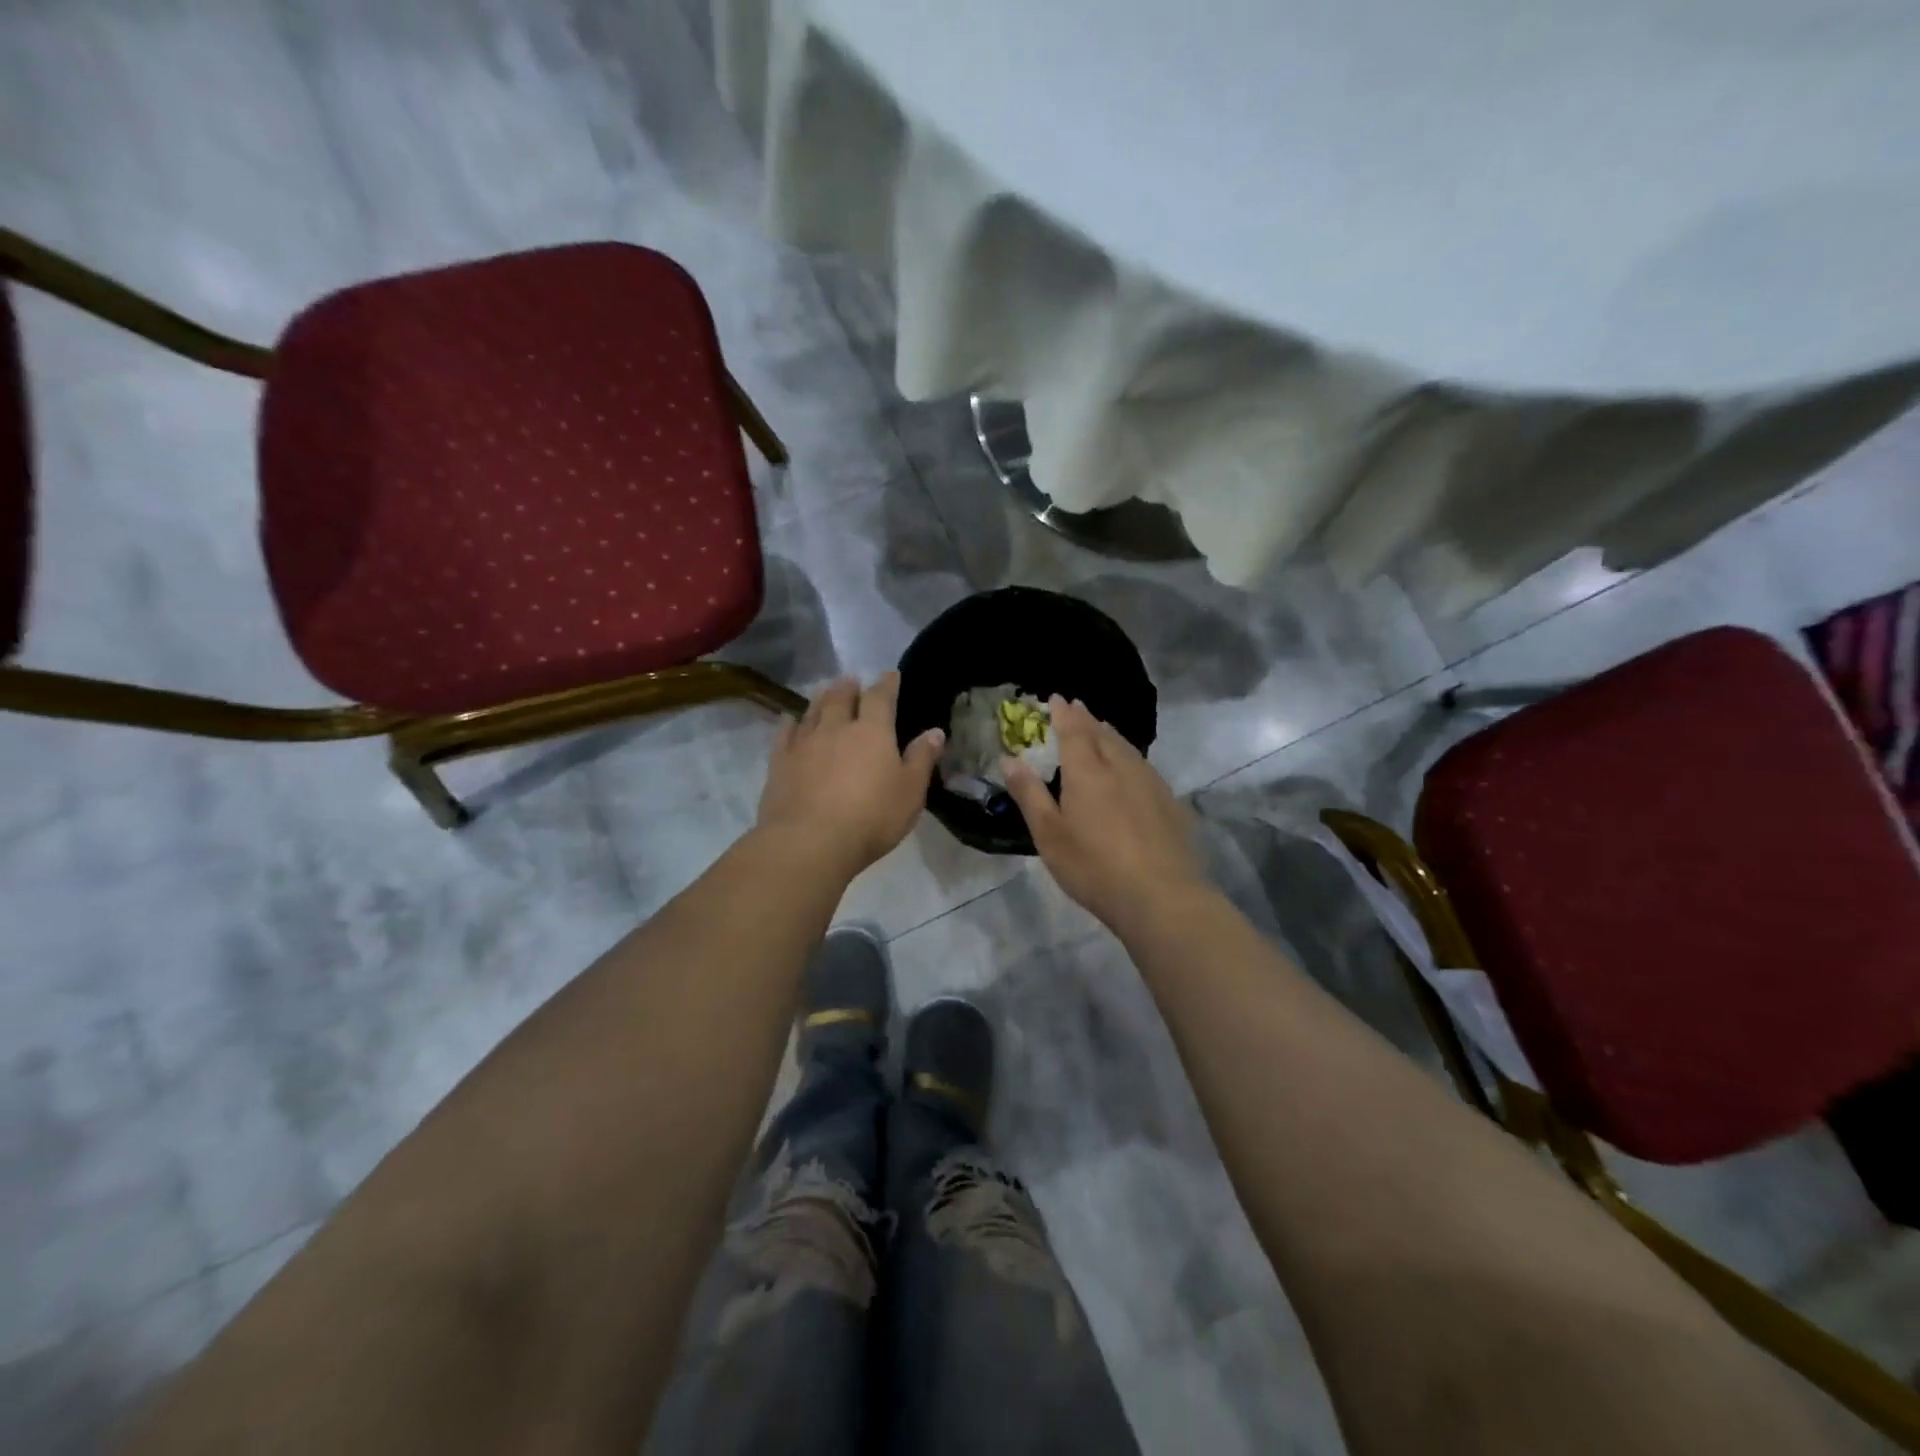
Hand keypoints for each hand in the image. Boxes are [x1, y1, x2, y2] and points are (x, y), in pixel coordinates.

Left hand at [757, 673, 944, 876]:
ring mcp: (804, 743)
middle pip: (841, 697)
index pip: (880, 698)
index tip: (890, 675)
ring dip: (821, 698)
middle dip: (849, 687)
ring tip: (825, 691)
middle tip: (851, 681)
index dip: (886, 684)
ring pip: (813, 710)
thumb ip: (921, 759)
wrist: (809, 842)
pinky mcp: (779, 762)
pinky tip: (790, 721)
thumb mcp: (910, 792)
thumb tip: (935, 731)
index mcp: (872, 732)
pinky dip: (790, 723)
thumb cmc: (871, 818)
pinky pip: (785, 733)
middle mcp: (836, 728)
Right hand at [1003, 697, 1207, 934]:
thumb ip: (1029, 794)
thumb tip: (1009, 759)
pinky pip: (1144, 766)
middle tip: (1076, 708)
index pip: (1073, 729)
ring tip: (1101, 729)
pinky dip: (1129, 756)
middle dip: (1086, 718)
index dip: (1063, 713)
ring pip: (1127, 747)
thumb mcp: (1049, 835)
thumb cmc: (1094, 867)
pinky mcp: (1170, 802)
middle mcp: (1120, 766)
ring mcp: (1150, 782)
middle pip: (1102, 733)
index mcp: (1087, 771)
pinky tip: (1130, 769)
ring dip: (1110, 734)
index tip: (1055, 698)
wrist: (1162, 896)